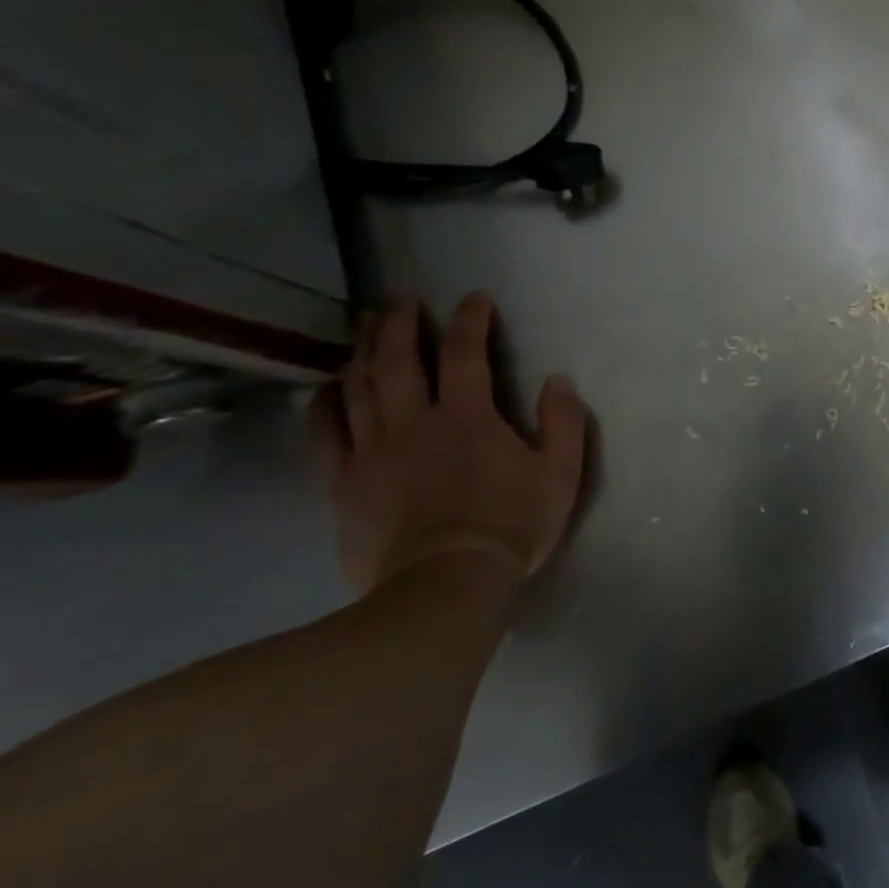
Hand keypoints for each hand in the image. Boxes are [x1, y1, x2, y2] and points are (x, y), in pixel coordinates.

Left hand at [314, 294, 587, 594]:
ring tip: (366, 326)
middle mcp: (414, 422)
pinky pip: (325, 432)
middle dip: (399, 323)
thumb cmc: (511, 527)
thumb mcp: (560, 474)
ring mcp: (372, 452)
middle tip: (400, 300)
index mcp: (469, 417)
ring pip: (359, 387)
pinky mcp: (343, 483)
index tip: (475, 299)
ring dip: (363, 350)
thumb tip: (557, 380)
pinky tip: (328, 386)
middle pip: (398, 360)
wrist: (443, 588)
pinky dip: (325, 402)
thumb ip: (563, 422)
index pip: (467, 352)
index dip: (470, 320)